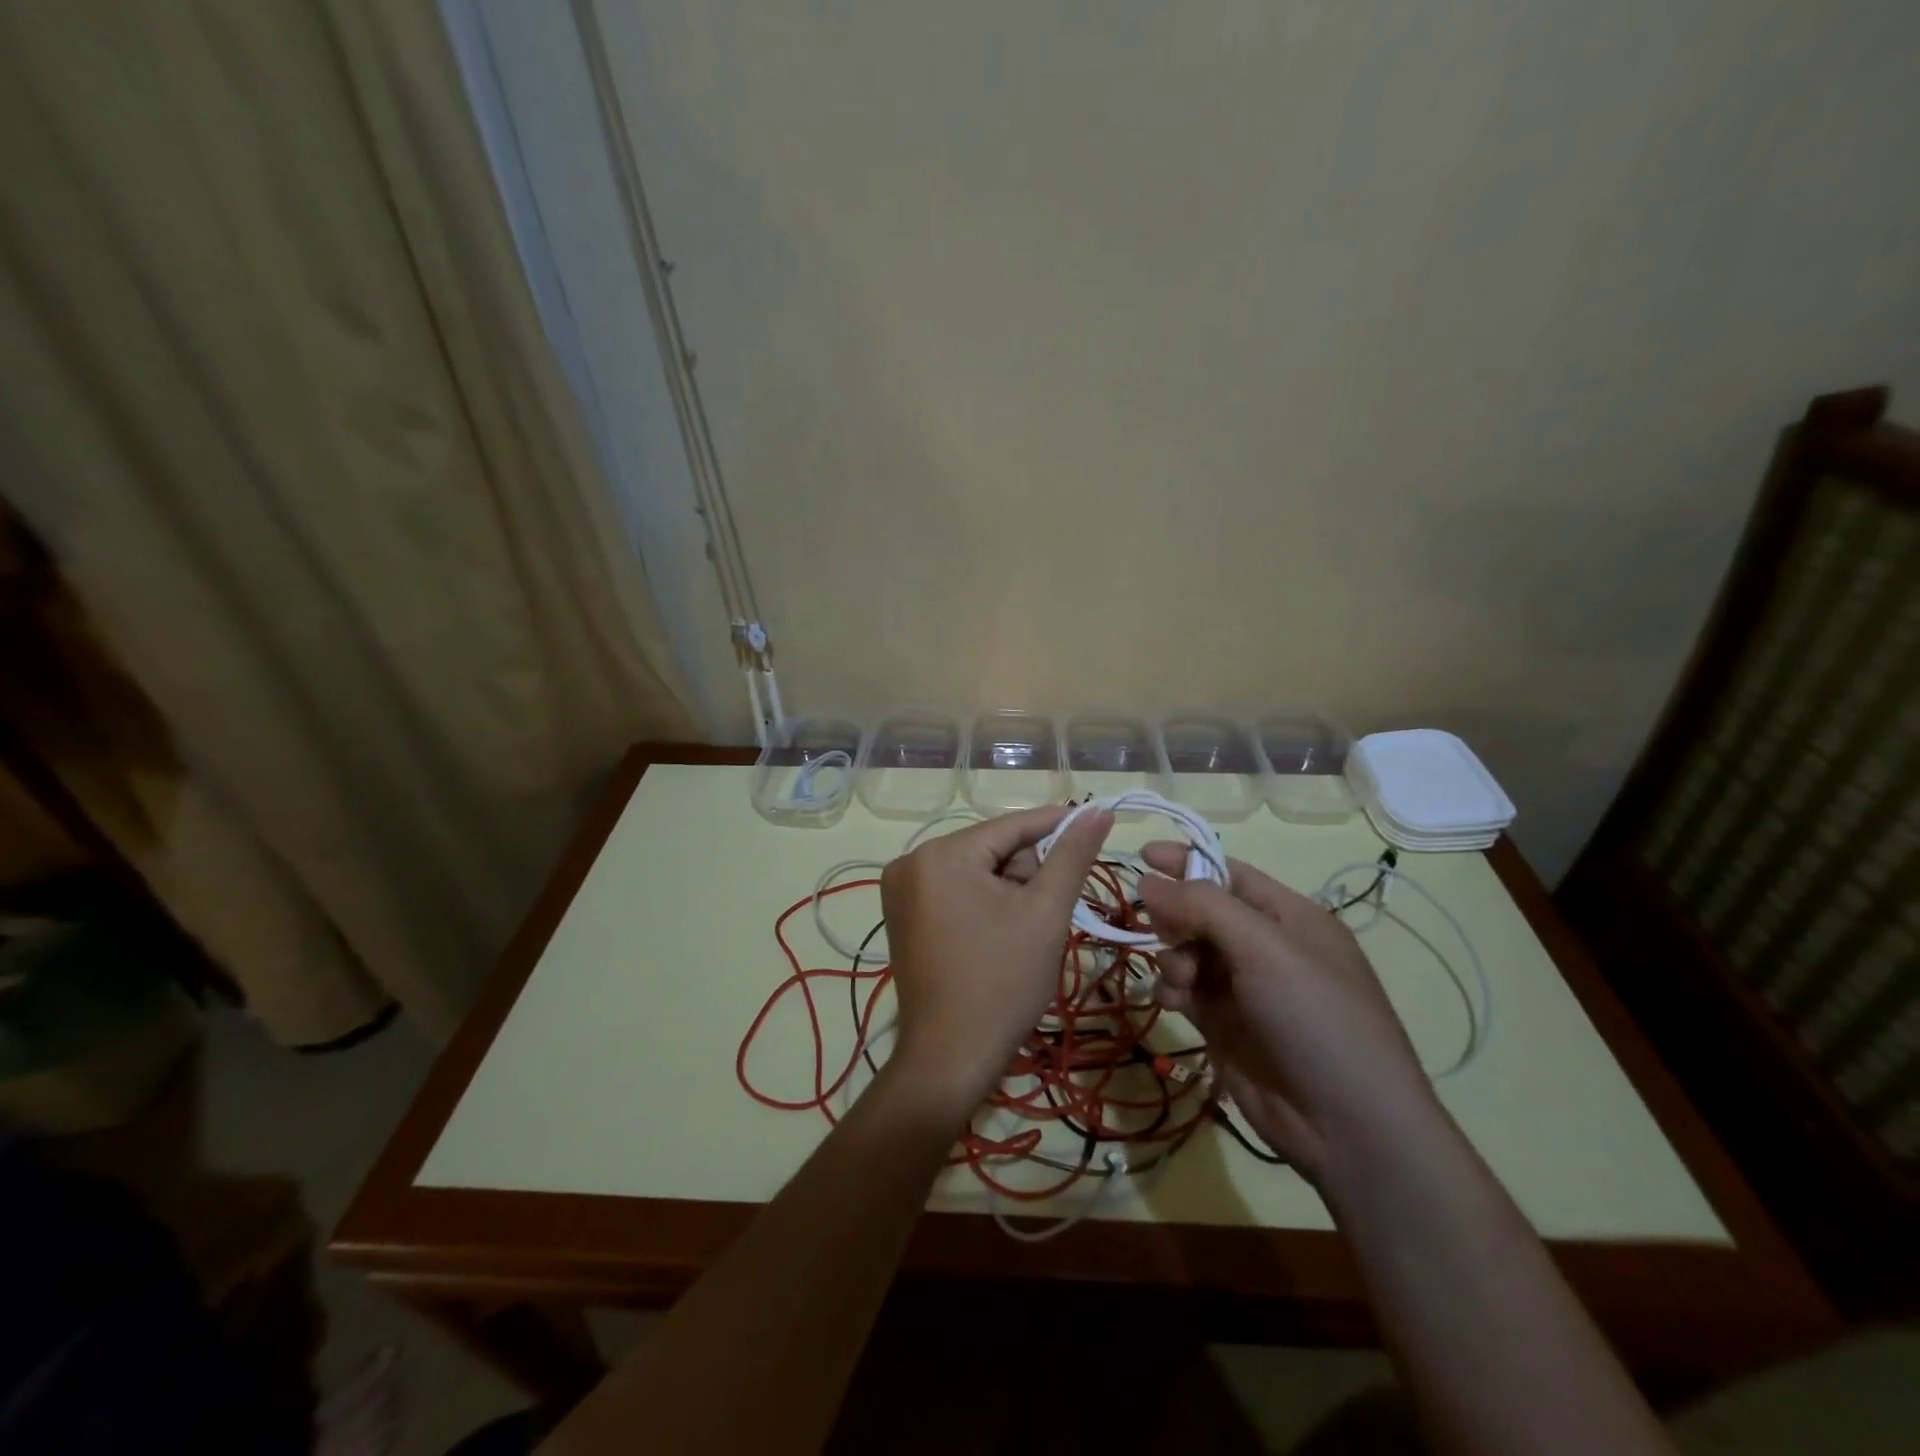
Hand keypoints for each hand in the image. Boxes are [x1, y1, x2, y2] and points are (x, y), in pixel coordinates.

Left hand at [879, 806, 1113, 1118]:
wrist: (950, 1058)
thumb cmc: (1002, 982)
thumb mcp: (1045, 913)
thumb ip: (1072, 855)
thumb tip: (1098, 810)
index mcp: (940, 854)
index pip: (1010, 827)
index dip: (1056, 824)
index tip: (1095, 819)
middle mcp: (910, 862)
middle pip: (991, 850)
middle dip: (1026, 874)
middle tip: (1047, 912)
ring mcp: (900, 891)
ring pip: (975, 871)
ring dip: (1008, 890)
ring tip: (1024, 931)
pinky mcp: (902, 916)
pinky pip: (955, 891)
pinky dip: (984, 903)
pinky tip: (999, 935)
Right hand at [1136, 844, 1435, 1179]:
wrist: (1347, 1126)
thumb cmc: (1315, 1017)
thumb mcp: (1264, 948)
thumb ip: (1202, 906)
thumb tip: (1148, 879)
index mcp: (1289, 917)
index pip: (1229, 873)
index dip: (1187, 861)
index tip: (1142, 855)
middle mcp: (1265, 947)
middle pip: (1201, 911)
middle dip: (1177, 916)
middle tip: (1165, 930)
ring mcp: (1244, 988)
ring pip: (1187, 950)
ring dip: (1173, 956)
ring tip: (1182, 979)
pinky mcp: (1223, 1025)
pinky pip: (1184, 990)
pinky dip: (1172, 989)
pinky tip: (1173, 1002)